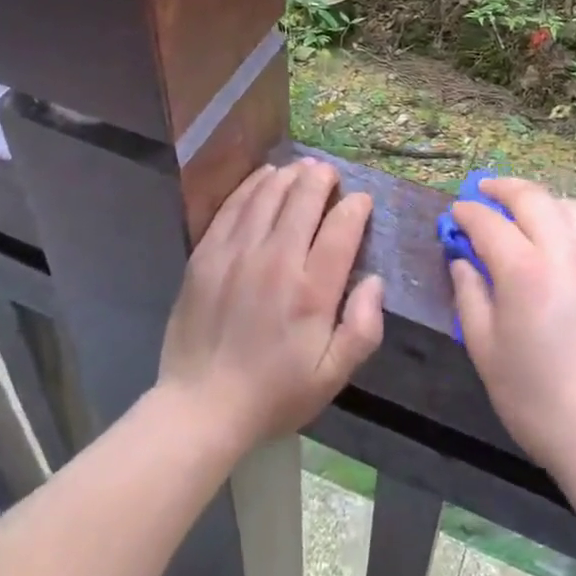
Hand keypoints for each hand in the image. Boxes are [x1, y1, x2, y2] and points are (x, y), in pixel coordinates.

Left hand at [159, 159, 384, 449]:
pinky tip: (265, 177)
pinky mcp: (207, 252)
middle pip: (304, 197)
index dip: (356, 206)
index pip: (342, 227)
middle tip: (330, 175)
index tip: (361, 202)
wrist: (200, 407)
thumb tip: (374, 281)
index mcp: (311, 291)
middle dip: (323, 178)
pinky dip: (254, 184)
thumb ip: (363, 328)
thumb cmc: (274, 394)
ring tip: (303, 169)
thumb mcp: (332, 377)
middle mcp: (276, 260)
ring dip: (290, 175)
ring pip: (269, 193)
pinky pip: (234, 204)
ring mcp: (237, 252)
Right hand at [449, 178, 575, 498]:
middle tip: (484, 192)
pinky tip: (558, 244)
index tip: (455, 213)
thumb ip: (470, 297)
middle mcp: (567, 254)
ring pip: (572, 206)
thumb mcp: (486, 353)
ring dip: (542, 200)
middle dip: (503, 188)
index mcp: (525, 272)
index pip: (489, 223)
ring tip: (525, 213)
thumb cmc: (539, 403)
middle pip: (533, 198)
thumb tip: (463, 261)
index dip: (467, 213)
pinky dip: (569, 221)